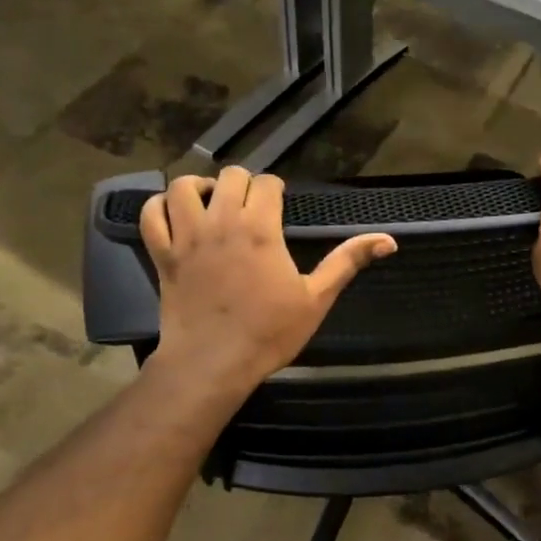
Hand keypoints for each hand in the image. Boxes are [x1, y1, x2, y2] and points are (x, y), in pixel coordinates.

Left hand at [140, 167, 395, 393]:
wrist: (213, 363)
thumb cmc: (269, 332)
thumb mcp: (316, 298)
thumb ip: (348, 262)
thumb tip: (389, 240)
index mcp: (260, 228)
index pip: (266, 182)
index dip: (275, 189)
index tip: (280, 205)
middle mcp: (221, 222)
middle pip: (229, 176)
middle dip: (243, 184)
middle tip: (251, 207)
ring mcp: (187, 236)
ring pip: (184, 187)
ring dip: (200, 187)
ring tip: (212, 204)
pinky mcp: (162, 254)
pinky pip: (151, 214)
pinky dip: (160, 207)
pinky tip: (175, 215)